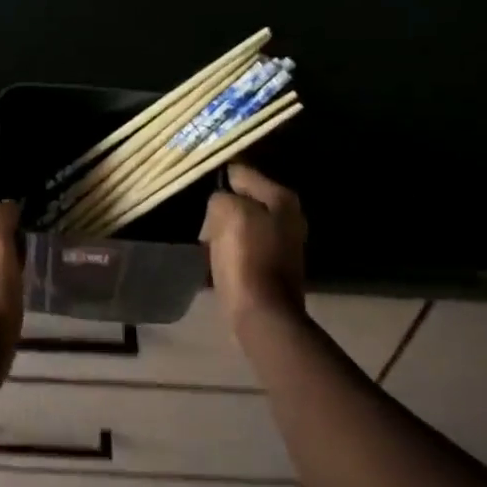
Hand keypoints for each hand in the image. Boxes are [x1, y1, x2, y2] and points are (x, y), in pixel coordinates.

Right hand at [202, 163, 307, 324]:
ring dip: (222, 231)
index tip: (199, 187)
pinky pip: (242, 247)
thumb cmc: (246, 258)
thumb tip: (220, 203)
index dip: (219, 178)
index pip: (242, 172)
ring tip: (205, 243)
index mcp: (282, 198)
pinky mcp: (271, 265)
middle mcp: (288, 216)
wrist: (262, 313)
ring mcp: (282, 243)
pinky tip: (215, 260)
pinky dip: (228, 251)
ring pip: (240, 224)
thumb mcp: (227, 213)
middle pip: (243, 199)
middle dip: (220, 209)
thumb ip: (221, 198)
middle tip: (203, 222)